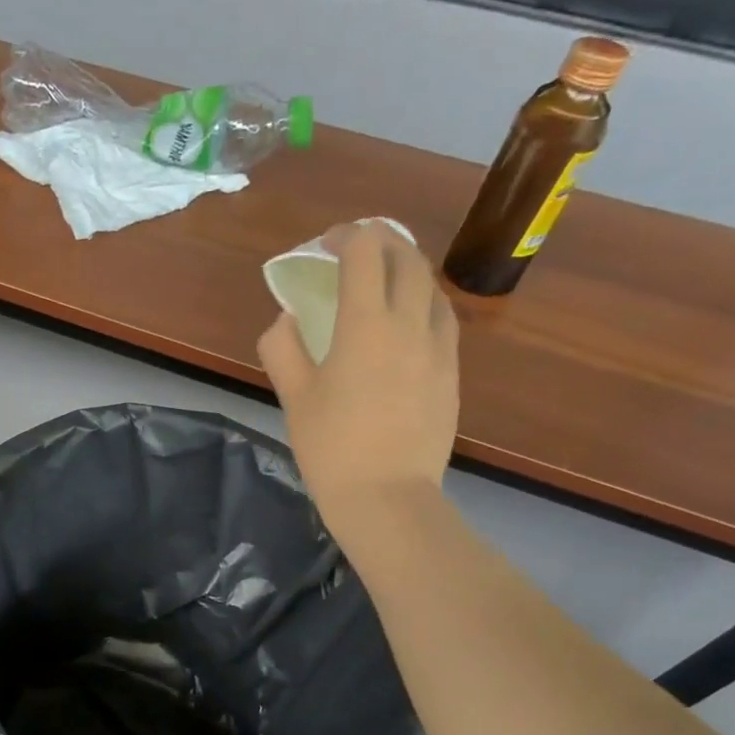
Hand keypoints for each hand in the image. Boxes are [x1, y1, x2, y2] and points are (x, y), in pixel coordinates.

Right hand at [259, 220, 458, 549]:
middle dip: (381, 242)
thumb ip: (282, 347)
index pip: (365, 253)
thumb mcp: (293, 397)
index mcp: (365, 325)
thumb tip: (287, 319)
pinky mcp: (451, 373)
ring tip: (384, 280)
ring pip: (431, 287)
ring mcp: (438, 349)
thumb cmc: (331, 448)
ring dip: (407, 269)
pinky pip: (442, 319)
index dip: (346, 236)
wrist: (387, 498)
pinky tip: (407, 321)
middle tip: (356, 250)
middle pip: (407, 258)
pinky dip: (423, 302)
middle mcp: (409, 324)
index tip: (326, 244)